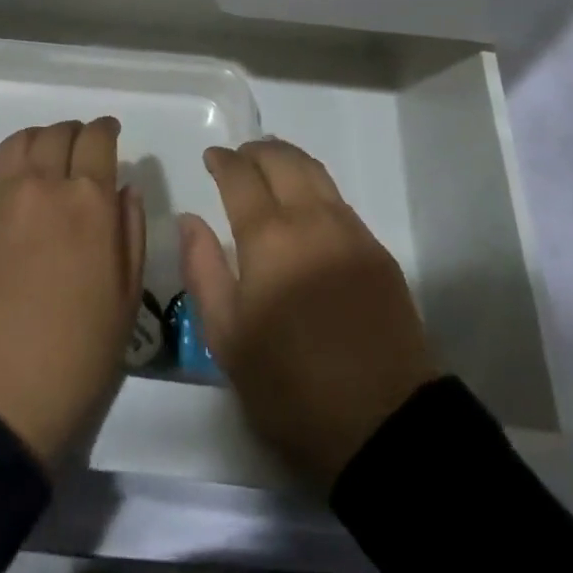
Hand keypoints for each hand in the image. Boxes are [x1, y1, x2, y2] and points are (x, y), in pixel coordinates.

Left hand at [0, 118, 143, 467]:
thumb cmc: (77, 354)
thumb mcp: (127, 297)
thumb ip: (130, 229)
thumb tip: (124, 188)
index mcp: (88, 200)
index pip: (98, 138)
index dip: (107, 130)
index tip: (111, 134)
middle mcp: (43, 184)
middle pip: (59, 133)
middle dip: (76, 134)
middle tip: (82, 152)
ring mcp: (0, 196)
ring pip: (22, 141)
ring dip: (41, 141)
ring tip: (47, 161)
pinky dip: (12, 167)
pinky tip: (18, 192)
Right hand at [180, 138, 438, 489]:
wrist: (383, 422)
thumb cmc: (291, 386)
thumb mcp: (228, 339)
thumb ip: (203, 270)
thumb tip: (189, 219)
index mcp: (269, 238)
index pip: (241, 177)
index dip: (223, 161)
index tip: (211, 157)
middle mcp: (310, 219)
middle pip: (282, 160)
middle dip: (256, 150)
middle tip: (239, 157)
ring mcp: (349, 230)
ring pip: (315, 171)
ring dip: (288, 158)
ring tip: (271, 164)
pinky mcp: (376, 249)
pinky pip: (338, 197)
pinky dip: (315, 184)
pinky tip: (307, 202)